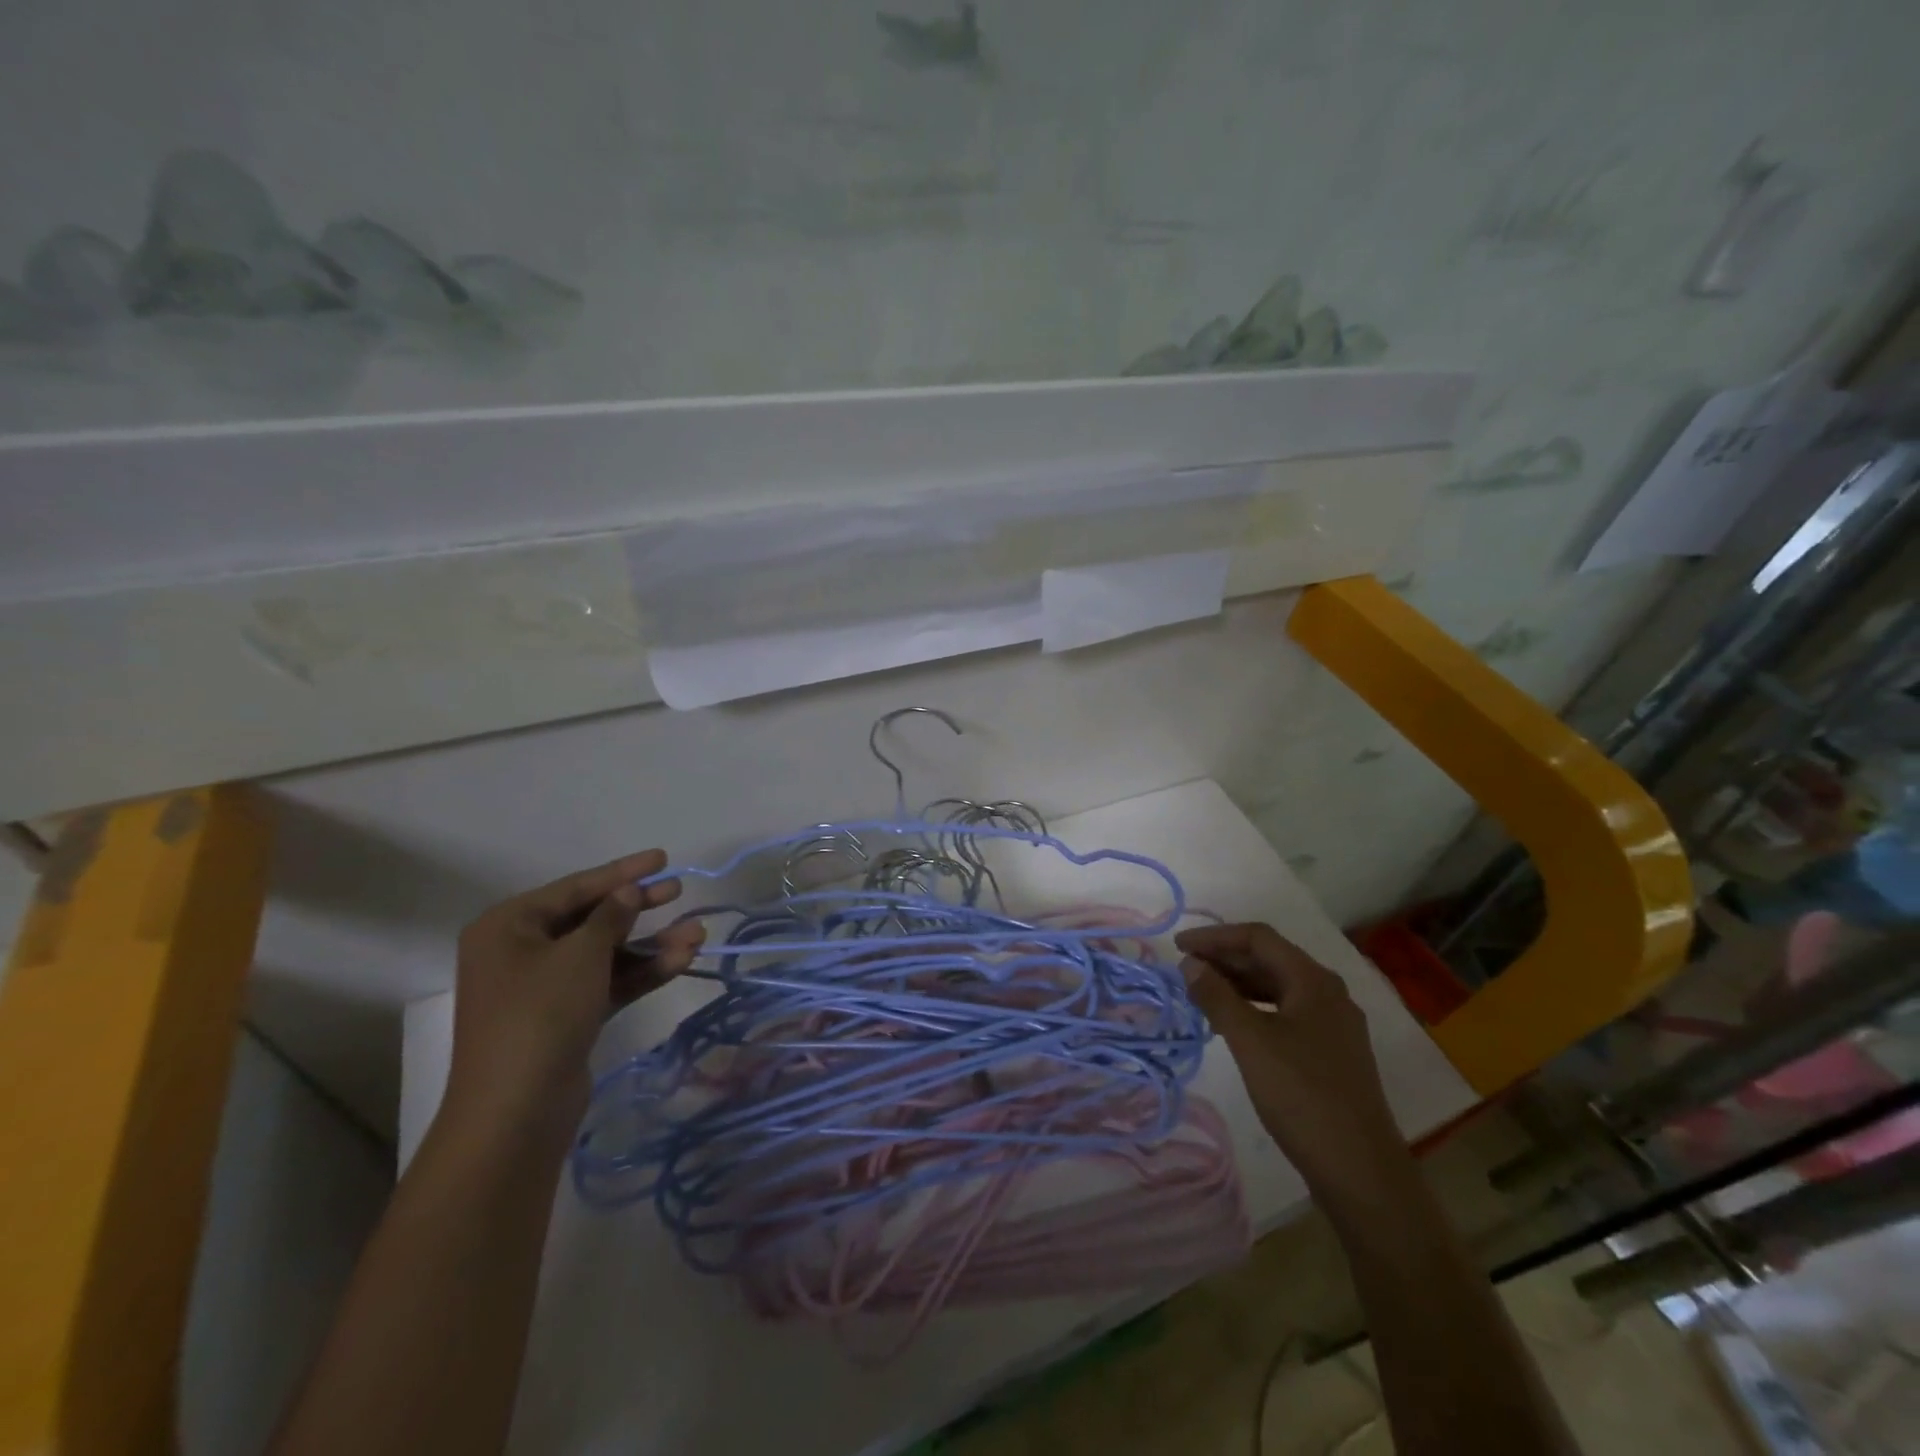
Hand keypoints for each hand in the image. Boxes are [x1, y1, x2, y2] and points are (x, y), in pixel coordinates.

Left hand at [443, 850, 705, 1139]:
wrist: (516, 1110)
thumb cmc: (541, 1013)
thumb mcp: (582, 954)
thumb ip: (611, 915)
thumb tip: (629, 891)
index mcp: (508, 926)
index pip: (575, 887)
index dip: (622, 871)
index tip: (664, 858)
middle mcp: (521, 951)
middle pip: (591, 918)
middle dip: (639, 907)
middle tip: (679, 891)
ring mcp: (544, 987)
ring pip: (606, 954)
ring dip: (650, 944)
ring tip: (697, 935)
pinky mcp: (566, 1017)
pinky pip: (608, 982)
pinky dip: (641, 972)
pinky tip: (682, 960)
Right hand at [1176, 922, 1411, 1203]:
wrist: (1361, 1172)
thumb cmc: (1302, 1096)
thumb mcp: (1251, 1041)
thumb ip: (1217, 996)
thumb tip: (1191, 964)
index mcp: (1313, 981)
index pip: (1258, 938)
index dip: (1215, 936)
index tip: (1178, 947)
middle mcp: (1328, 993)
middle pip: (1269, 959)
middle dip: (1224, 959)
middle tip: (1184, 969)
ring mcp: (1332, 1024)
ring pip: (1277, 987)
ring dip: (1237, 984)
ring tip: (1200, 994)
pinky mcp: (1330, 1053)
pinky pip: (1284, 1013)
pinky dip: (1253, 1009)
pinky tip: (1230, 1025)